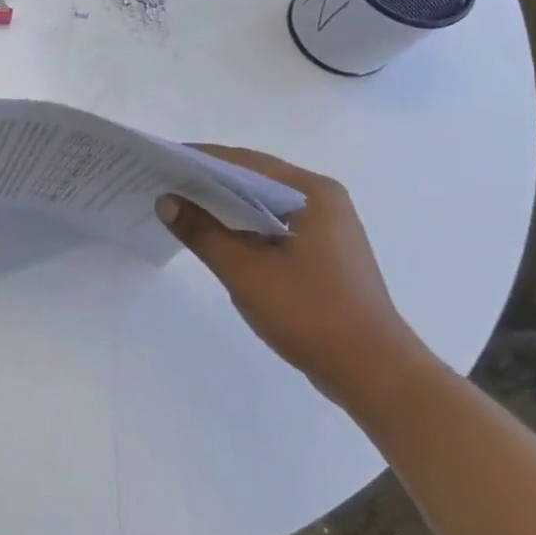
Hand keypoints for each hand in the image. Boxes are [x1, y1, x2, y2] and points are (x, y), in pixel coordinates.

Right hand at [155, 146, 433, 407]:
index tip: (160, 159)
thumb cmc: (311, 313)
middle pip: (254, 178)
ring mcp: (326, 227)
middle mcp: (322, 199)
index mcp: (312, 192)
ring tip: (179, 204)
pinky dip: (242, 224)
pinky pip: (272, 224)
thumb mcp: (245, 271)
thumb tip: (165, 200)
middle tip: (162, 180)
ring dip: (224, 203)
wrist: (375, 375)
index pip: (244, 162)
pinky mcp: (323, 252)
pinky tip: (214, 234)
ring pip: (262, 203)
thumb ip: (202, 231)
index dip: (199, 159)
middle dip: (208, 180)